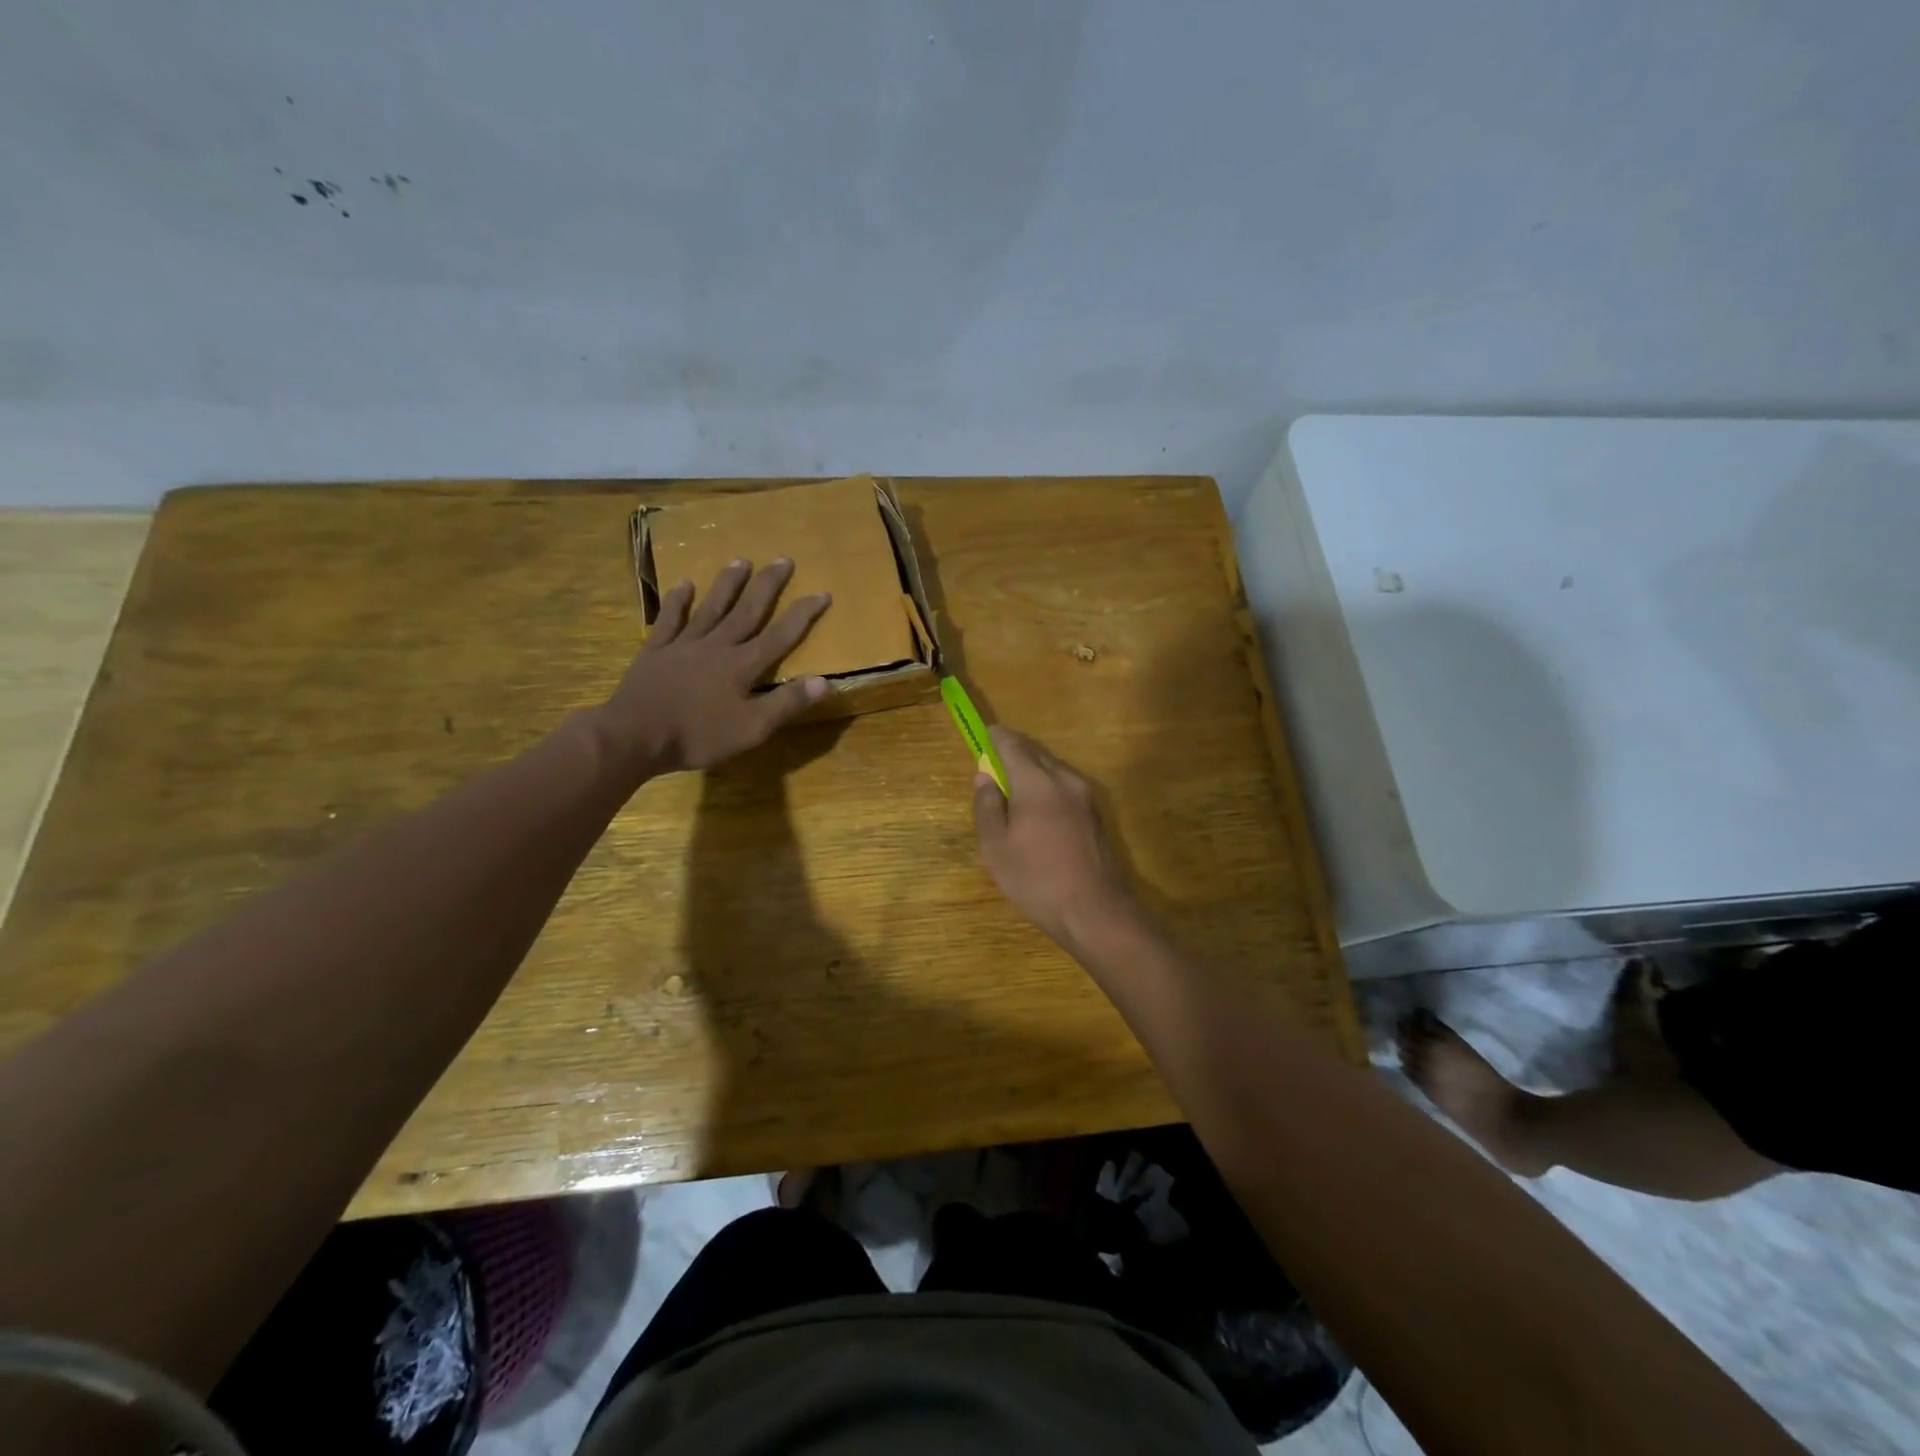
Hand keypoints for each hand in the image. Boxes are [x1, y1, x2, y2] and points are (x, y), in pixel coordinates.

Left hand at [599, 559, 830, 775]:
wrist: (634, 736)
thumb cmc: (698, 736)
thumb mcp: (751, 729)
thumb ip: (786, 704)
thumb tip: (824, 681)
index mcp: (742, 666)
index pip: (780, 635)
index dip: (803, 614)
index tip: (822, 592)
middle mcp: (717, 646)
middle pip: (747, 611)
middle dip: (767, 585)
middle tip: (782, 560)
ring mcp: (683, 645)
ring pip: (711, 608)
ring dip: (728, 584)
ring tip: (741, 561)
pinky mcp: (656, 651)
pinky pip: (670, 619)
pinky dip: (678, 601)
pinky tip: (684, 584)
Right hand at [972, 726, 1138, 948]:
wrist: (1095, 911)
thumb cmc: (1037, 879)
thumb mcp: (996, 848)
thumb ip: (987, 806)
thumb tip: (984, 777)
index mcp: (1037, 782)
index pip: (1012, 744)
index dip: (995, 737)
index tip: (983, 736)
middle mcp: (1065, 779)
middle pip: (1035, 754)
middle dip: (1013, 753)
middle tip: (993, 767)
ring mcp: (1085, 796)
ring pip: (1052, 770)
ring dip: (1031, 772)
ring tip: (1012, 792)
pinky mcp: (1096, 814)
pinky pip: (1064, 788)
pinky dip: (1046, 788)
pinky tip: (1036, 813)